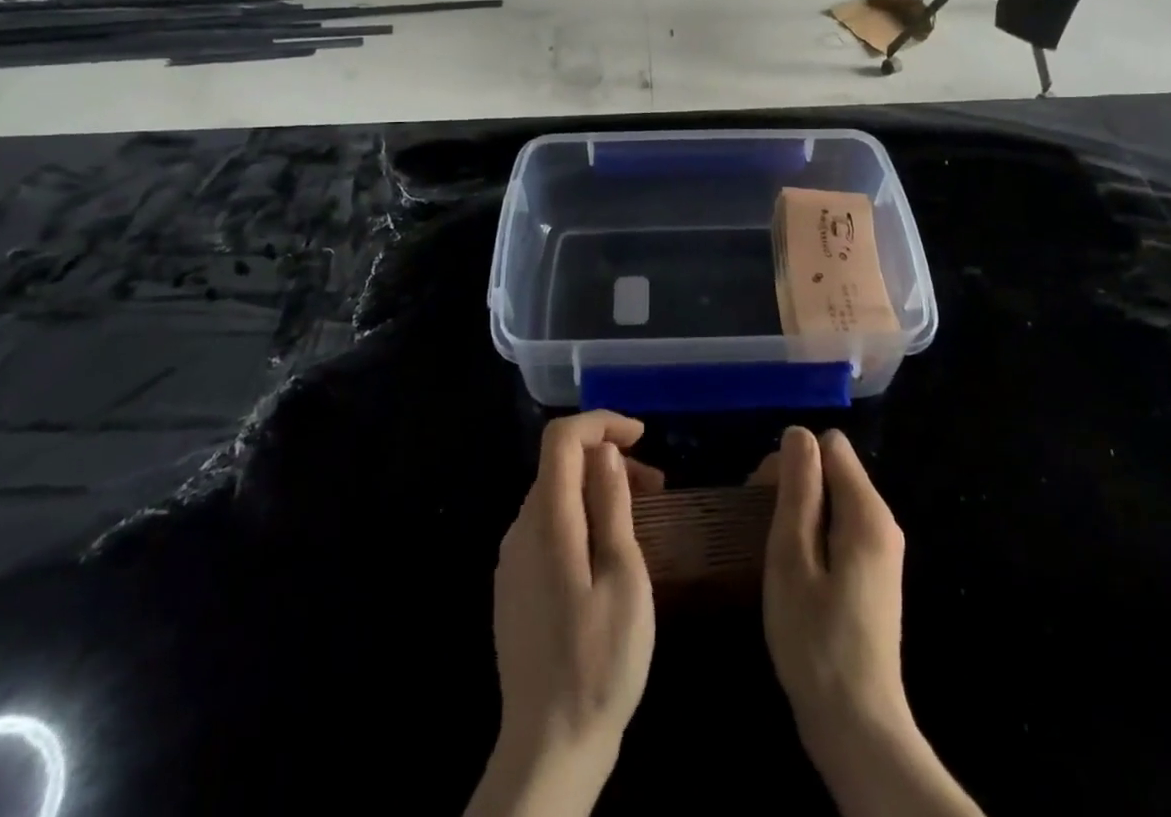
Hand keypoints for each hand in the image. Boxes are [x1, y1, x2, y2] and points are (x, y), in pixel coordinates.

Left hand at [467, 411, 660, 816]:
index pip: (562, 438)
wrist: (548, 748)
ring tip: (641, 516)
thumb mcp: (624, 577)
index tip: (642, 436)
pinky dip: (581, 517)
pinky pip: (548, 527)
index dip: (601, 422)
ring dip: (597, 489)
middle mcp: (520, 529)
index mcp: (546, 520)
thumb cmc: (600, 661)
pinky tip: (610, 552)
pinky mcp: (515, 586)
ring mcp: (513, 560)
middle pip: (560, 465)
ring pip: (555, 496)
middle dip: (608, 458)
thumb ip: (611, 506)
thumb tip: (605, 452)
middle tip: (657, 486)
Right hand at [756, 428, 913, 766]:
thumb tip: (798, 433)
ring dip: (801, 512)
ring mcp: (882, 551)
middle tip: (760, 527)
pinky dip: (815, 535)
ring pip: (835, 499)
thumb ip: (799, 489)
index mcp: (867, 512)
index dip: (793, 460)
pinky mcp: (874, 575)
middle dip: (794, 484)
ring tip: (774, 552)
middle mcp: (883, 521)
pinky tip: (795, 571)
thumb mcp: (792, 557)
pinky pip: (842, 528)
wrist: (857, 727)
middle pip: (834, 469)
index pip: (830, 445)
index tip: (763, 497)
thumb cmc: (816, 640)